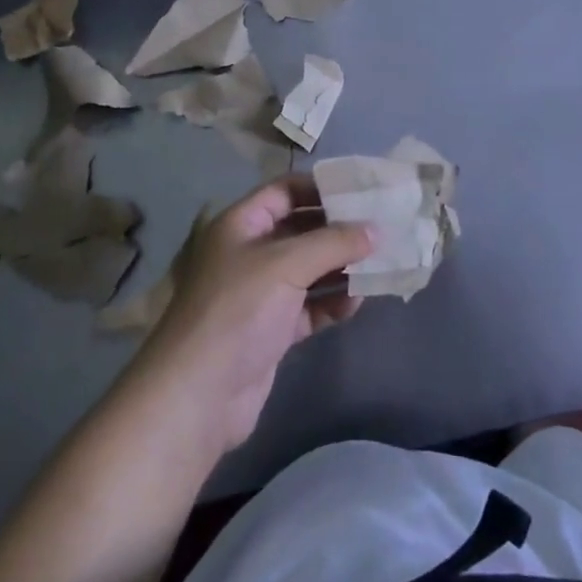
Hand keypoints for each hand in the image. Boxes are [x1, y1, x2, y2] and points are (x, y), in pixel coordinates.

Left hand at [133, 175, 371, 457]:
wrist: (199, 394)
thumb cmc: (239, 310)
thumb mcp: (286, 265)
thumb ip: (333, 243)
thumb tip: (376, 230)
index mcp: (241, 225)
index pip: (284, 191)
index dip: (320, 188)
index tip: (360, 191)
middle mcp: (249, 253)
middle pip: (300, 230)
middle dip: (338, 230)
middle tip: (381, 228)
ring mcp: (260, 294)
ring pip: (308, 270)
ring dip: (340, 267)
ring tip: (379, 264)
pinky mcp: (271, 330)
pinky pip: (309, 307)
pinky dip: (332, 303)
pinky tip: (357, 303)